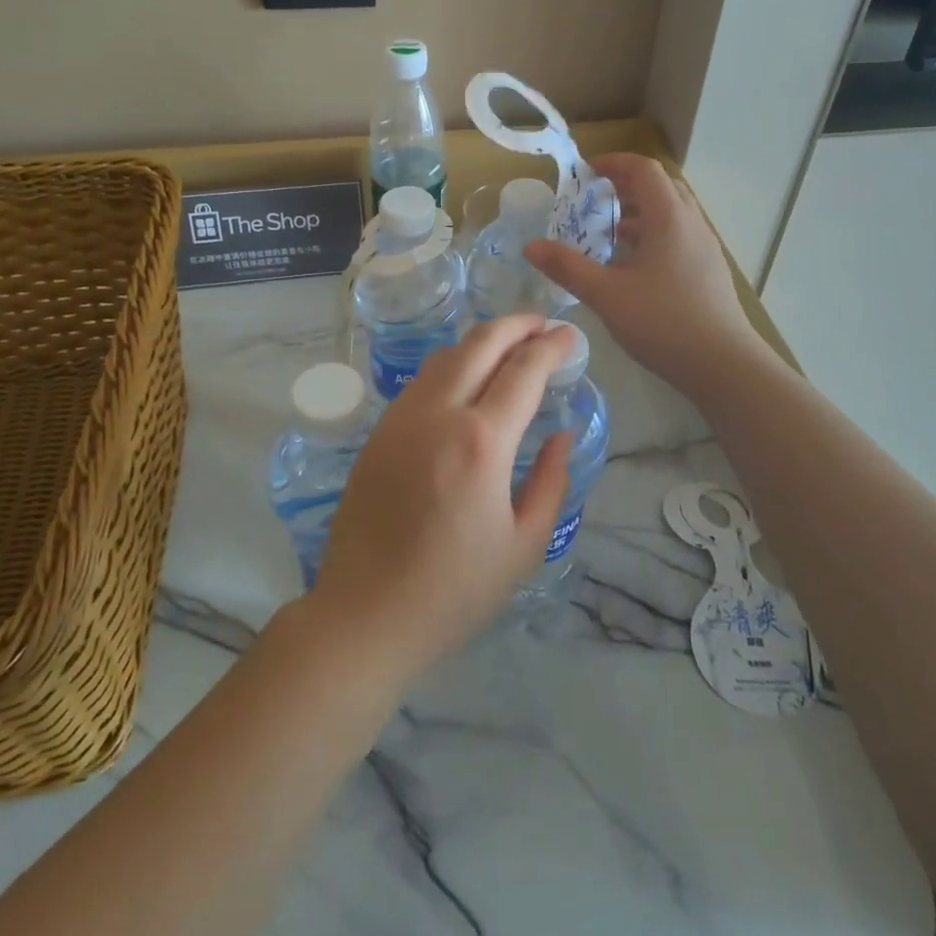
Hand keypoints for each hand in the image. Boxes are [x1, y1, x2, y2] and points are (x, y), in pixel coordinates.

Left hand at [306, 315, 576, 680]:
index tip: (569, 335)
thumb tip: (561, 435)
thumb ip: (551, 482)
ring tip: (508, 345)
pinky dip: (452, 364)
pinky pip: (422, 380)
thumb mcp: (524, 545)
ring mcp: (402, 418)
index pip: (524, 370)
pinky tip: (467, 379)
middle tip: (541, 323)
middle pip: (480, 343)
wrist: (365, 612)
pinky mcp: (379, 431)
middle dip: (516, 324)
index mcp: (482, 442)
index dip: (551, 346)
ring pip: (445, 355)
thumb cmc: (454, 589)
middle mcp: (439, 414)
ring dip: (481, 340)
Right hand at [524, 153, 761, 396]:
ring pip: (671, 213)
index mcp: (669, 217)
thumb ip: (567, 267)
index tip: (586, 172)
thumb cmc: (663, 321)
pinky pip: (678, 236)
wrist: (722, 364)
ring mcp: (705, 247)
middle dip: (625, 186)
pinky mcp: (709, 270)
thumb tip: (531, 246)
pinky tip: (633, 267)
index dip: (614, 163)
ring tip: (608, 234)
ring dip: (640, 213)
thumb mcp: (606, 294)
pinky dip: (653, 235)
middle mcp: (692, 223)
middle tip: (594, 200)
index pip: (644, 169)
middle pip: (660, 186)